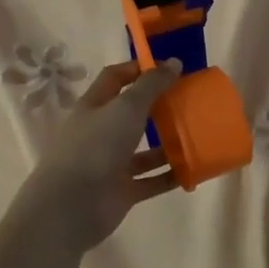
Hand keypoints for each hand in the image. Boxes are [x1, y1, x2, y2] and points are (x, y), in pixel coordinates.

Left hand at [12, 59, 183, 256]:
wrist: (71, 206)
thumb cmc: (96, 146)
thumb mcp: (126, 107)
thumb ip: (151, 85)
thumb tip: (174, 62)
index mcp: (94, 106)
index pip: (115, 78)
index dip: (139, 69)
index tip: (169, 68)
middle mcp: (101, 132)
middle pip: (131, 113)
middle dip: (158, 106)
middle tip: (189, 100)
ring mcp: (110, 163)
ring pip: (143, 149)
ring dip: (168, 142)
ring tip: (197, 134)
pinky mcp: (122, 191)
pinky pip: (151, 180)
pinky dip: (170, 175)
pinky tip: (193, 168)